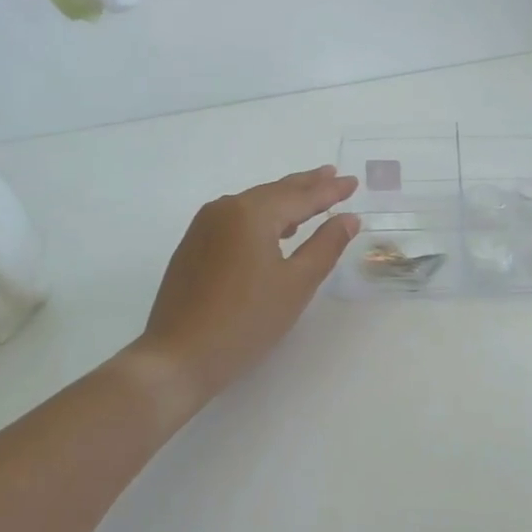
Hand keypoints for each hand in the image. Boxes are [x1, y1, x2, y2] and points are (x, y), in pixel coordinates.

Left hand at [135, 166, 360, 408]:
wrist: (179, 356)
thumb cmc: (245, 321)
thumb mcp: (296, 284)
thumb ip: (325, 246)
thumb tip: (348, 218)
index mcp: (251, 213)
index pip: (301, 196)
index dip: (330, 190)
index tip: (352, 181)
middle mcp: (224, 209)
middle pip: (275, 192)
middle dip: (306, 185)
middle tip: (332, 175)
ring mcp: (204, 226)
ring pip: (253, 204)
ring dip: (283, 200)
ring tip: (309, 197)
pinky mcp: (193, 246)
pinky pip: (235, 219)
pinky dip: (261, 216)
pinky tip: (274, 228)